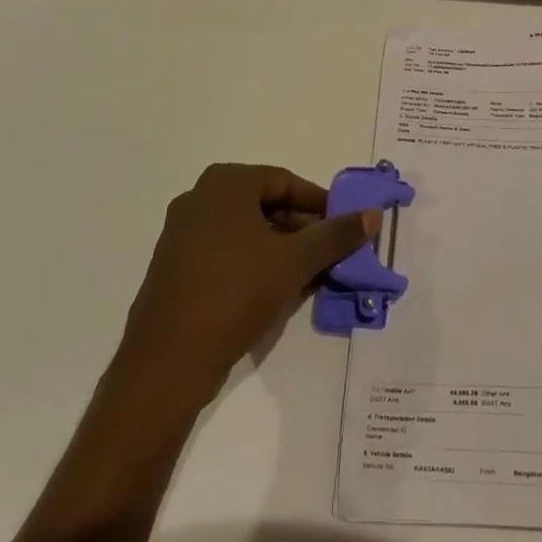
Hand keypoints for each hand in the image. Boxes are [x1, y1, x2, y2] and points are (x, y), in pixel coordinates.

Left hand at [116, 164, 379, 414]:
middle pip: (265, 205)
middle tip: (332, 255)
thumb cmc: (236, 292)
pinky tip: (278, 292)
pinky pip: (226, 254)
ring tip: (311, 276)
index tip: (345, 228)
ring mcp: (182, 234)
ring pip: (247, 232)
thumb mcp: (295, 261)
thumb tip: (373, 213)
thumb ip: (336, 235)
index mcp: (225, 183)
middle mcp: (199, 199)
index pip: (286, 182)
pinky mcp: (176, 268)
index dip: (320, 204)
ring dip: (282, 250)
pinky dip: (256, 265)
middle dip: (303, 230)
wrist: (168, 360)